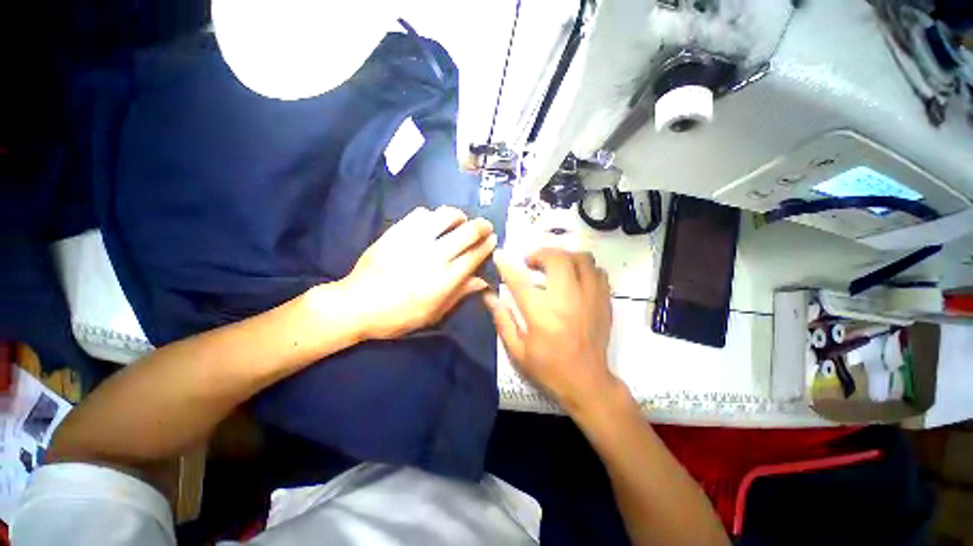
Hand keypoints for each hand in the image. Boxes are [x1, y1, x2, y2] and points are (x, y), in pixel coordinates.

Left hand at [338, 206, 496, 339]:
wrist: (356, 304)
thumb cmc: (398, 316)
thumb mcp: (433, 314)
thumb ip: (459, 294)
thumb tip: (483, 281)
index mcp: (445, 279)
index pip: (475, 255)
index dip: (487, 244)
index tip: (493, 239)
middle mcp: (434, 255)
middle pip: (467, 231)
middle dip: (481, 226)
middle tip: (485, 226)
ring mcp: (414, 240)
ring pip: (445, 216)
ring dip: (458, 216)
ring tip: (460, 221)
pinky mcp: (397, 232)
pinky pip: (421, 213)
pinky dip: (432, 216)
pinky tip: (432, 223)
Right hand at [484, 248, 618, 414]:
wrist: (587, 383)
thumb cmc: (548, 368)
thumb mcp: (517, 350)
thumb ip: (502, 319)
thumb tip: (488, 295)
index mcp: (541, 314)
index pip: (519, 280)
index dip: (506, 264)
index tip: (499, 254)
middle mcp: (566, 300)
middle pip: (557, 259)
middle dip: (540, 254)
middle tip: (532, 263)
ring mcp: (589, 298)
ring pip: (581, 259)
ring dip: (564, 257)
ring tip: (554, 266)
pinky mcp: (604, 301)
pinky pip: (598, 271)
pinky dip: (584, 268)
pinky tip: (575, 278)